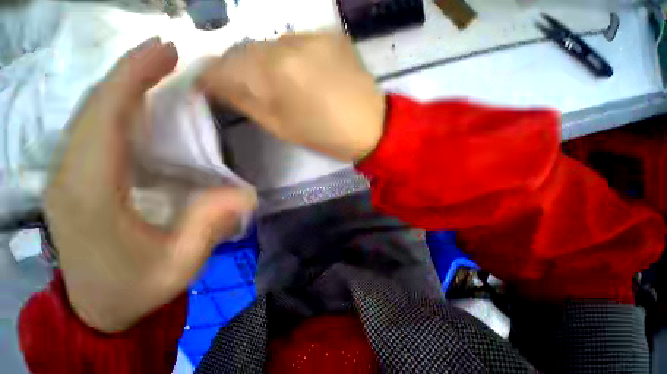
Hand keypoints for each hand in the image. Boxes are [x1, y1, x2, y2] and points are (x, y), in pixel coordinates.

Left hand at [44, 38, 257, 332]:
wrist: (98, 309)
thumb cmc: (136, 289)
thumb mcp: (180, 265)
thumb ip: (209, 226)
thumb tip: (245, 193)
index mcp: (91, 196)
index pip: (104, 119)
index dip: (132, 78)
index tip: (165, 53)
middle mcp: (70, 176)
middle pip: (94, 108)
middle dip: (129, 72)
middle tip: (167, 52)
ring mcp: (67, 176)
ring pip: (90, 115)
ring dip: (123, 86)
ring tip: (156, 69)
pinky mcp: (75, 179)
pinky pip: (93, 130)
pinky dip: (117, 107)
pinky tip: (141, 104)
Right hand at [199, 33, 385, 161]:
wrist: (370, 126)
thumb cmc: (326, 136)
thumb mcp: (282, 128)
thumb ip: (248, 103)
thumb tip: (221, 87)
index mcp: (274, 73)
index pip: (225, 66)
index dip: (212, 77)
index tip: (209, 87)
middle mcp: (288, 43)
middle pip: (246, 50)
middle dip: (238, 68)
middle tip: (242, 86)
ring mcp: (313, 35)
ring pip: (271, 44)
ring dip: (265, 62)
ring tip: (278, 83)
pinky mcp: (332, 35)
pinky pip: (298, 42)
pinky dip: (290, 57)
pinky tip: (303, 74)